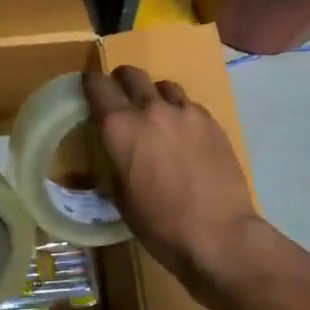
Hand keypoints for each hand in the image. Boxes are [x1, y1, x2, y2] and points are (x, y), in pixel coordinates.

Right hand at [82, 63, 267, 306]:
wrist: (219, 235)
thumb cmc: (160, 225)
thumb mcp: (121, 197)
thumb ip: (116, 162)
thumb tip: (119, 153)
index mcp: (119, 127)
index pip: (96, 85)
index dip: (90, 85)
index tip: (90, 92)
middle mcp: (150, 109)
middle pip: (130, 74)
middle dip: (121, 82)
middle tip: (122, 100)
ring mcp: (184, 112)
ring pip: (162, 85)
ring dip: (154, 96)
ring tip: (158, 118)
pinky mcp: (211, 121)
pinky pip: (189, 105)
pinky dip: (181, 113)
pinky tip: (185, 136)